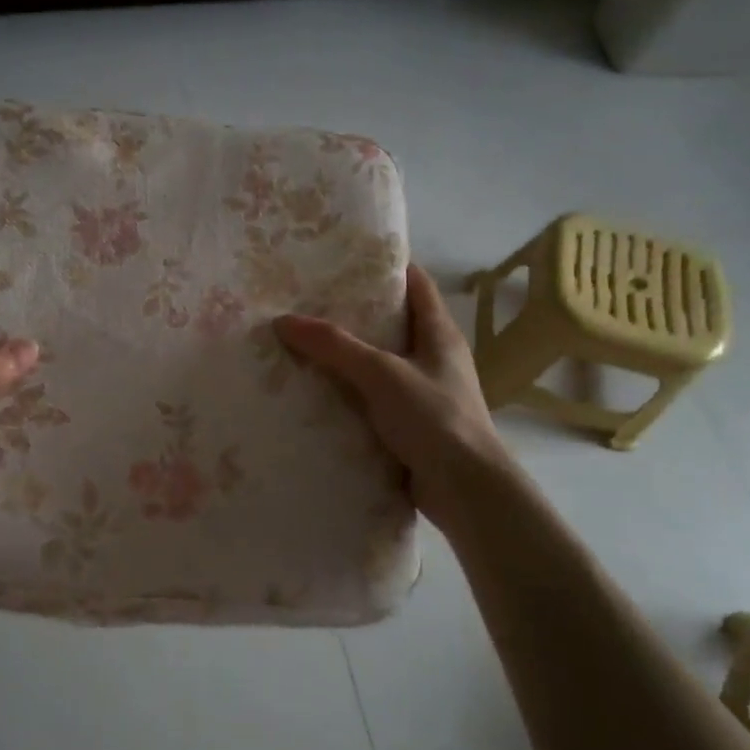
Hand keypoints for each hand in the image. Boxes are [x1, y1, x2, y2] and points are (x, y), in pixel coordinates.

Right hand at [274, 263, 502, 514]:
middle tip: (306, 302)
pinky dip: (347, 394)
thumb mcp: (381, 373)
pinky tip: (313, 394)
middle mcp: (433, 358)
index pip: (415, 284)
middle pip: (391, 324)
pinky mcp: (409, 426)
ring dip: (345, 358)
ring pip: (378, 365)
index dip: (385, 267)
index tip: (343, 259)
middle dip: (352, 313)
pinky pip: (372, 400)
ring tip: (300, 345)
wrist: (466, 491)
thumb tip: (283, 320)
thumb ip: (334, 346)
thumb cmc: (434, 418)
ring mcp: (422, 394)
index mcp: (439, 334)